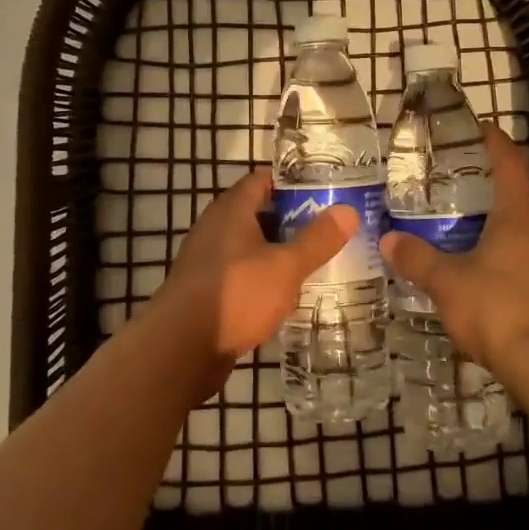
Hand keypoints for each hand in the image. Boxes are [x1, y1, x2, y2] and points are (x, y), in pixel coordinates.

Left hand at [158, 168, 355, 360]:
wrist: (180, 350)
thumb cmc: (236, 295)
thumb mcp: (285, 266)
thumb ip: (317, 239)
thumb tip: (348, 211)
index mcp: (232, 209)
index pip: (265, 179)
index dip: (295, 181)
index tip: (328, 189)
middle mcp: (217, 228)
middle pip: (261, 212)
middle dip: (295, 219)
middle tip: (333, 226)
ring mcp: (210, 260)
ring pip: (254, 246)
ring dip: (282, 251)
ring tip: (320, 259)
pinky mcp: (209, 291)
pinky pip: (245, 273)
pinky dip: (267, 277)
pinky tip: (291, 293)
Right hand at [380, 124, 528, 383]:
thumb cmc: (498, 310)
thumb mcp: (448, 284)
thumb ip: (417, 259)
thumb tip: (387, 240)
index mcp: (519, 217)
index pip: (511, 165)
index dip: (497, 144)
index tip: (484, 129)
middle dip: (509, 188)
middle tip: (478, 190)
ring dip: (519, 226)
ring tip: (485, 236)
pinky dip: (525, 259)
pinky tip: (503, 279)